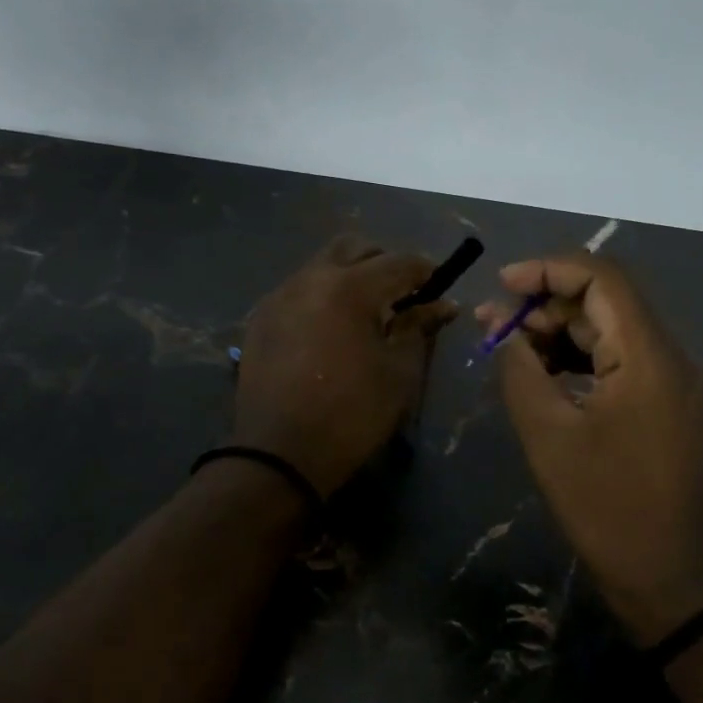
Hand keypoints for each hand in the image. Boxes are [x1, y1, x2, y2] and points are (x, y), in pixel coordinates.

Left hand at [234, 236, 457, 497]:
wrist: (279, 454)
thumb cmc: (352, 415)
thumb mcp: (399, 372)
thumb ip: (418, 327)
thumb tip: (441, 304)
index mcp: (349, 288)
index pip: (398, 262)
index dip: (425, 271)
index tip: (440, 286)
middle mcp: (310, 278)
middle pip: (354, 248)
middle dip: (384, 263)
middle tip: (401, 295)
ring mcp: (280, 296)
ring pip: (322, 265)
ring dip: (350, 276)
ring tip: (366, 312)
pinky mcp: (261, 318)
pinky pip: (299, 289)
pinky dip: (322, 295)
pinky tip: (331, 328)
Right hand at [477, 254, 702, 644]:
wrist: (680, 583)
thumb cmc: (610, 510)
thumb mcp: (550, 438)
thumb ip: (521, 372)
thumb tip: (506, 334)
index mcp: (650, 357)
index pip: (602, 279)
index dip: (548, 269)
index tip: (502, 285)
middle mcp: (673, 358)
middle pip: (607, 303)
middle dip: (547, 305)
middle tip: (493, 327)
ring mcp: (678, 384)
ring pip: (613, 334)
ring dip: (561, 334)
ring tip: (510, 350)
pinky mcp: (673, 408)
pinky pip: (624, 364)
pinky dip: (582, 361)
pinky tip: (545, 377)